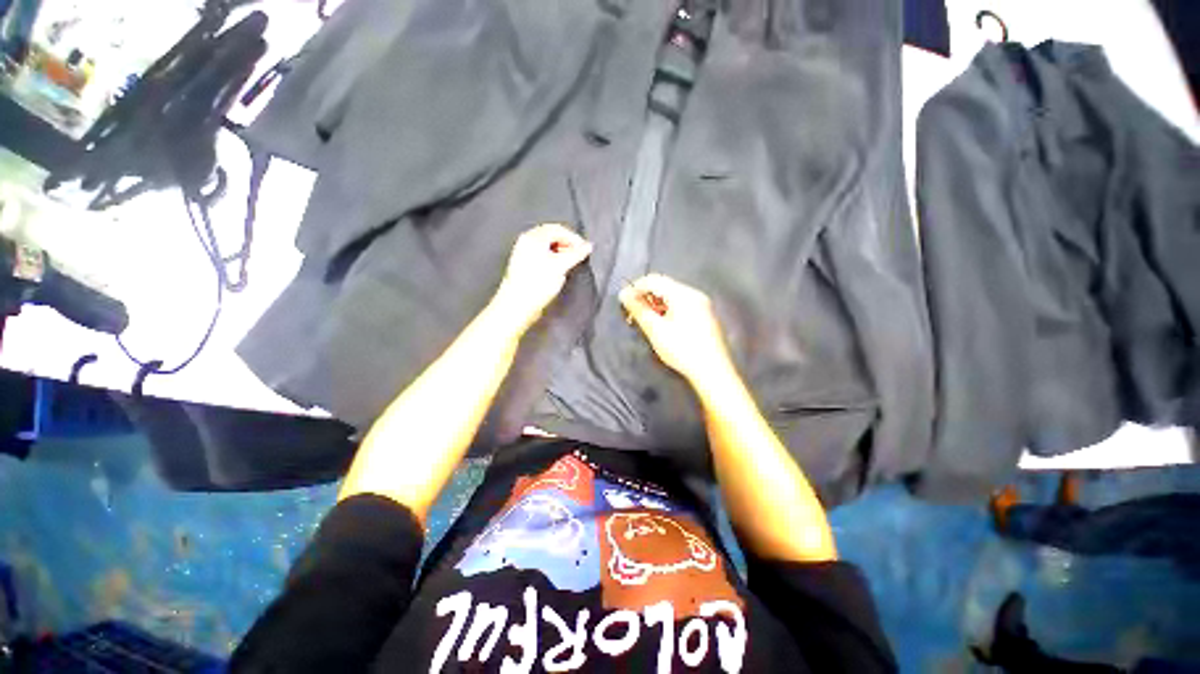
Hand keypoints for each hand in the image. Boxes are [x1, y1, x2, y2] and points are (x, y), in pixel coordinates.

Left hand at [494, 223, 592, 330]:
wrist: (517, 305)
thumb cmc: (537, 284)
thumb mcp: (560, 266)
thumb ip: (576, 254)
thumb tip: (587, 246)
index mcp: (533, 237)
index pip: (557, 229)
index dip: (573, 238)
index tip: (584, 249)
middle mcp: (526, 241)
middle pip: (551, 235)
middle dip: (567, 244)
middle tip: (579, 255)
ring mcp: (523, 253)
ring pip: (547, 246)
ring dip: (561, 252)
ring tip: (570, 263)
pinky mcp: (524, 265)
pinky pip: (541, 255)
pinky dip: (553, 258)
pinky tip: (558, 269)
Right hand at [619, 274, 732, 384]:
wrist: (712, 372)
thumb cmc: (682, 350)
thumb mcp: (655, 330)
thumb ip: (639, 310)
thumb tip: (624, 295)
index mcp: (683, 294)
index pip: (654, 280)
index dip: (635, 288)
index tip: (622, 301)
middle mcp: (694, 294)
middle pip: (664, 287)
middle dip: (645, 297)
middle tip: (632, 314)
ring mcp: (702, 305)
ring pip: (672, 297)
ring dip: (655, 305)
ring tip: (645, 322)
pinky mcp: (705, 317)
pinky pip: (681, 306)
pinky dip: (667, 311)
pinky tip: (661, 326)